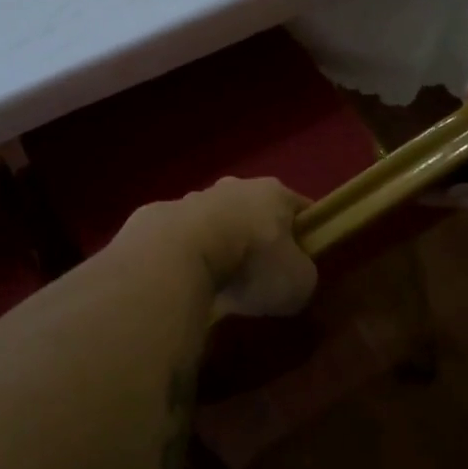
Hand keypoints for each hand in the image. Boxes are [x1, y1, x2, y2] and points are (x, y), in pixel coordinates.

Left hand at [115, 177, 317, 316]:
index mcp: (274, 193)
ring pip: (217, 222)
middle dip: (259, 238)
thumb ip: (302, 276)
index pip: (299, 208)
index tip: (307, 260)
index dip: (306, 233)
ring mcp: (194, 198)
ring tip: (220, 282)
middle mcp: (235, 186)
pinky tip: (189, 281)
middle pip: (255, 211)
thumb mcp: (298, 282)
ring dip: (221, 245)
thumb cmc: (252, 262)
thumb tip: (294, 278)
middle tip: (260, 275)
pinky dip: (190, 256)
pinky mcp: (161, 217)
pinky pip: (185, 239)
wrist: (178, 253)